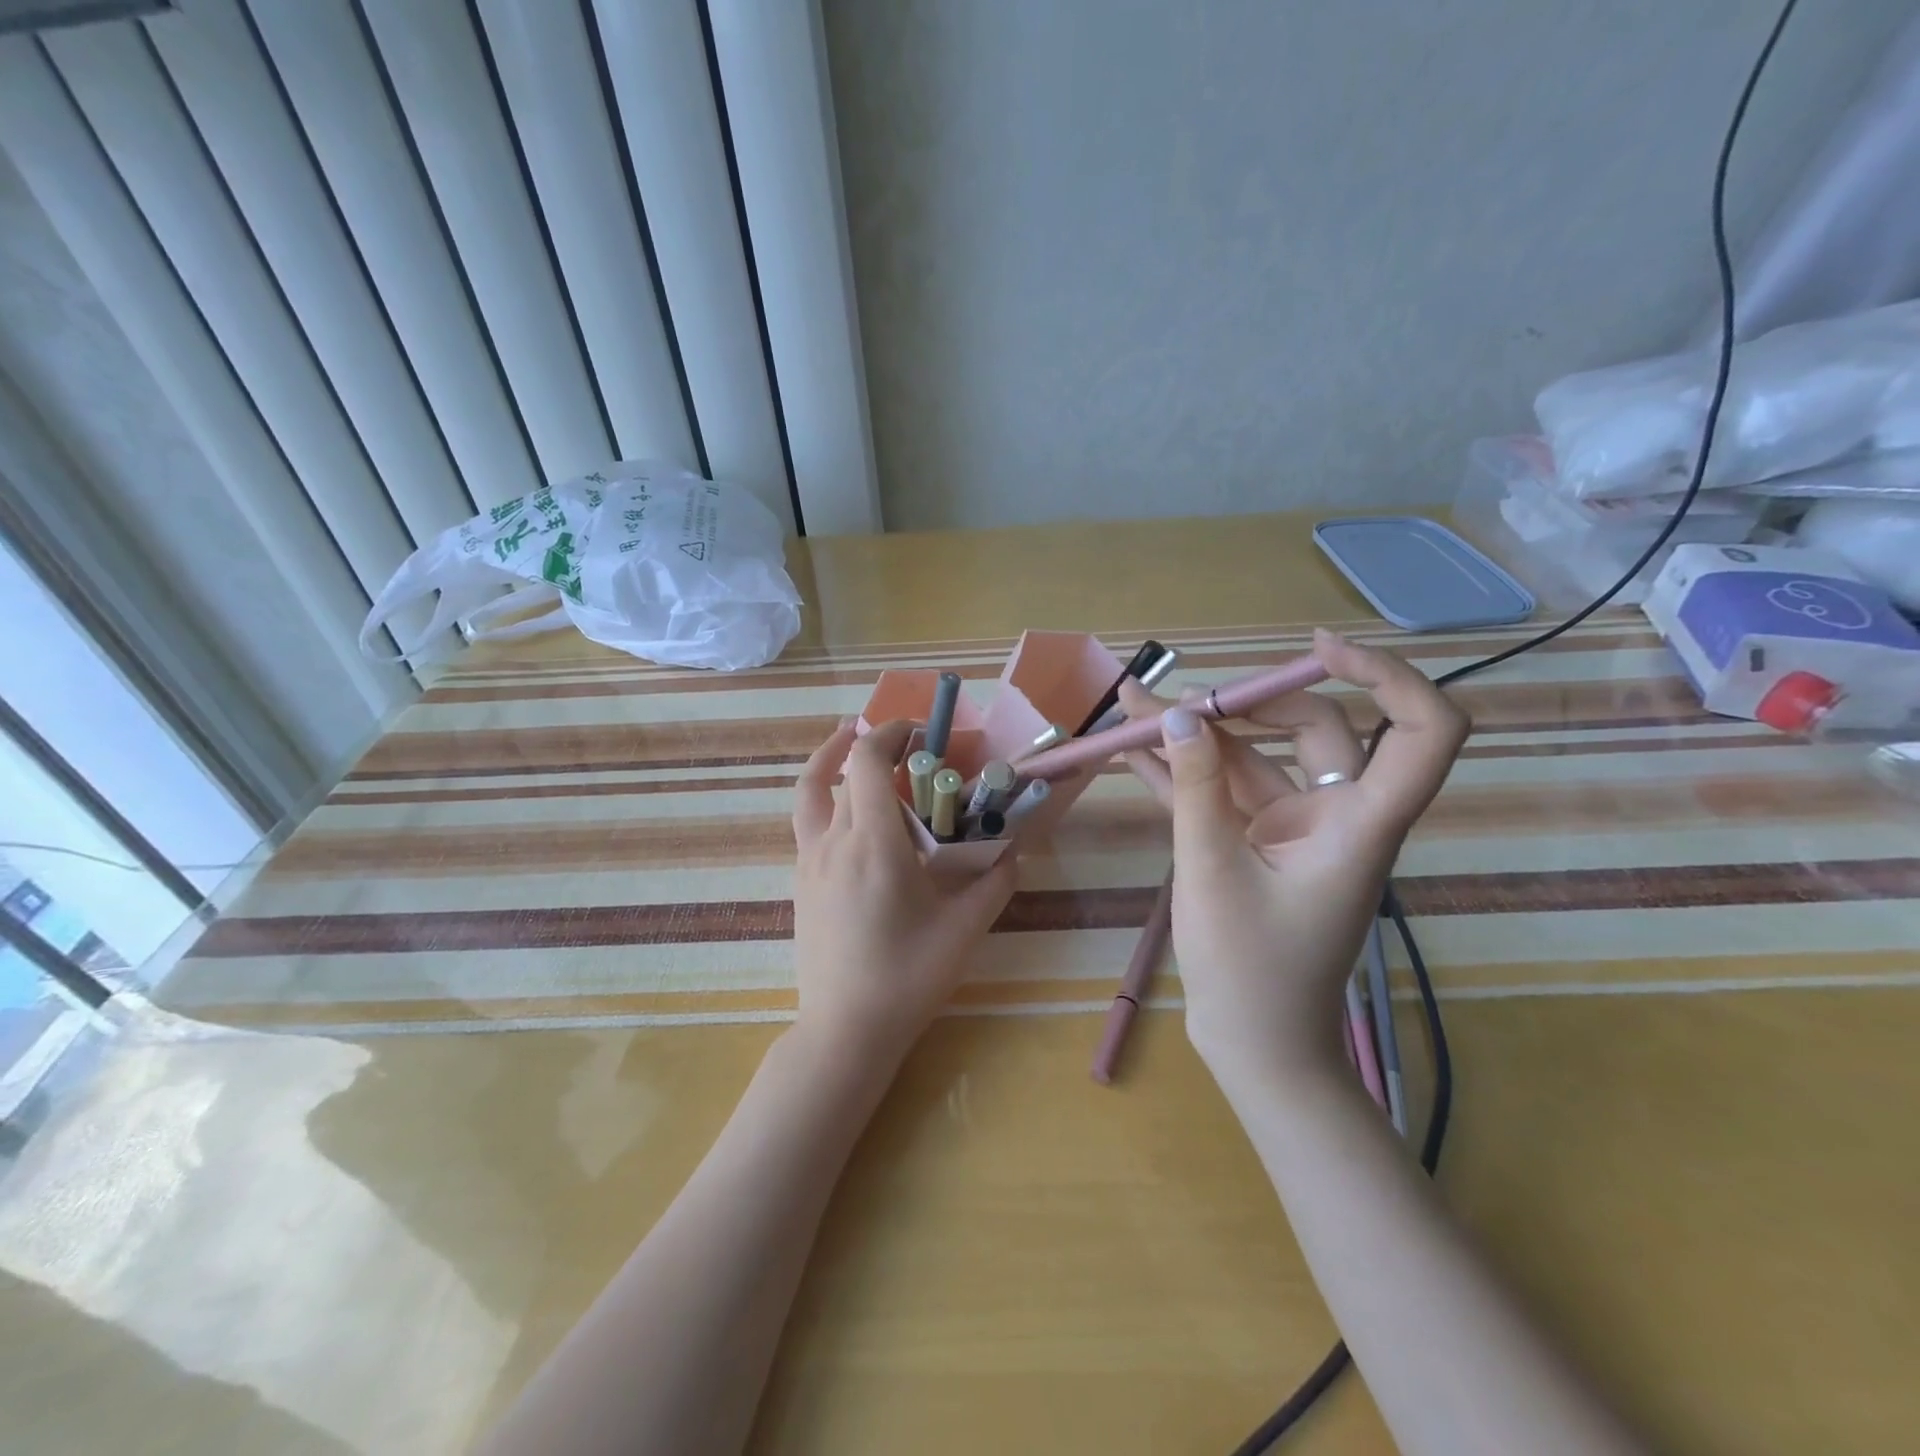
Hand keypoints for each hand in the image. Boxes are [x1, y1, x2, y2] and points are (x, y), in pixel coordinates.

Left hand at [790, 719, 1017, 1066]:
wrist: (845, 1030)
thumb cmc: (907, 978)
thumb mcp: (964, 930)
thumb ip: (994, 883)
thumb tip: (1012, 851)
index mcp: (873, 844)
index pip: (866, 761)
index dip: (889, 732)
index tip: (919, 731)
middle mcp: (833, 842)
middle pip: (840, 771)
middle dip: (872, 747)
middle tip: (906, 750)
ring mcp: (809, 862)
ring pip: (812, 794)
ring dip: (832, 762)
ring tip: (854, 750)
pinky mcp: (801, 883)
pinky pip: (808, 824)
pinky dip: (826, 800)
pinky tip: (854, 819)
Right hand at [1118, 629, 1467, 1087]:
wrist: (1254, 1047)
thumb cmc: (1251, 974)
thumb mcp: (1212, 872)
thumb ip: (1195, 789)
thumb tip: (1175, 716)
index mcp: (1358, 824)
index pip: (1421, 733)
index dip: (1387, 676)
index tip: (1318, 649)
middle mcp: (1336, 815)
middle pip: (1315, 730)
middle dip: (1242, 705)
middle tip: (1170, 703)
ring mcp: (1295, 828)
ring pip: (1257, 758)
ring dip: (1196, 736)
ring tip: (1130, 710)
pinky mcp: (1258, 843)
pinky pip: (1225, 792)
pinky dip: (1185, 772)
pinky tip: (1134, 751)